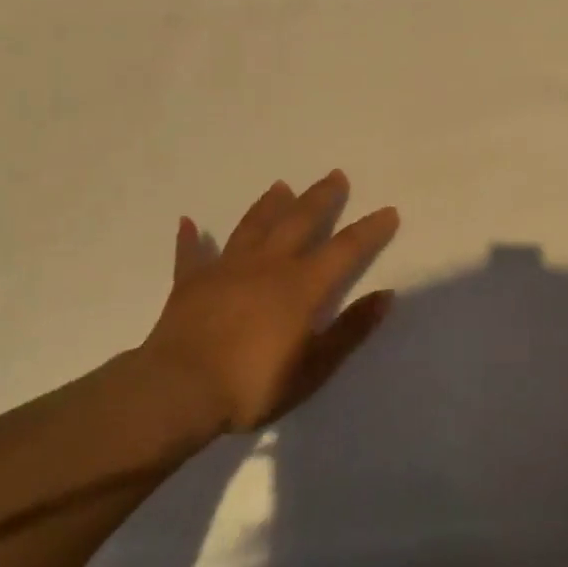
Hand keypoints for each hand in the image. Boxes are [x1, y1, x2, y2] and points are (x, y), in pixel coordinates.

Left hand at [138, 170, 400, 431]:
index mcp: (302, 286)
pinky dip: (190, 238)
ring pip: (253, 226)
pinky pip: (191, 253)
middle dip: (321, 198)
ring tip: (281, 186)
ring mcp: (226, 269)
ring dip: (268, 205)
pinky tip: (188, 222)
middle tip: (335, 175)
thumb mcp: (314, 368)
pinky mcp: (190, 282)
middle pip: (299, 221)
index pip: (345, 249)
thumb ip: (350, 330)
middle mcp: (268, 265)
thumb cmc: (252, 386)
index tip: (388, 211)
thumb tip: (386, 295)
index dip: (369, 230)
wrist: (178, 391)